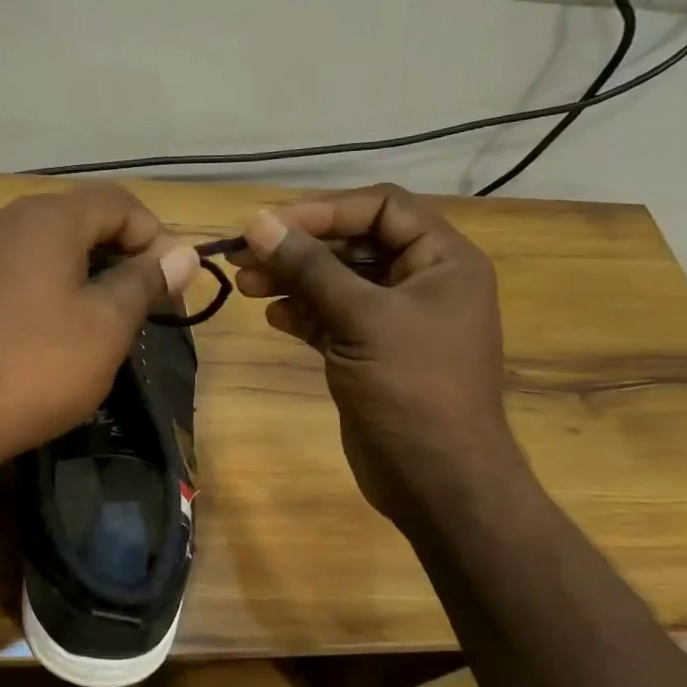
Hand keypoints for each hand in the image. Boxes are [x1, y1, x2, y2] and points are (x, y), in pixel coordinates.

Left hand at [0, 184, 199, 469]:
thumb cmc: (34, 370)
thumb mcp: (105, 327)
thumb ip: (146, 281)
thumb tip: (184, 254)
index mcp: (45, 217)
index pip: (118, 202)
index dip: (155, 236)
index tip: (172, 283)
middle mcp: (2, 217)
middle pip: (78, 218)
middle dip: (120, 253)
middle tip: (144, 303)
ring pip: (44, 243)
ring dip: (83, 269)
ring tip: (102, 317)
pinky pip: (13, 266)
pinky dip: (45, 283)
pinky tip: (51, 326)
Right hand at [232, 184, 516, 521]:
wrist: (437, 480)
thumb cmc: (412, 388)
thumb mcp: (361, 318)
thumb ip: (310, 268)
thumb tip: (257, 223)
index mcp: (442, 260)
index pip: (381, 207)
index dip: (325, 210)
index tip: (270, 225)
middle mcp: (421, 281)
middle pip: (353, 244)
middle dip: (299, 248)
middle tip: (243, 254)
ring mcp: (395, 320)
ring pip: (337, 283)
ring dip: (292, 280)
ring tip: (243, 284)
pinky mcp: (370, 352)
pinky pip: (332, 318)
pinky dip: (302, 313)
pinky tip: (272, 316)